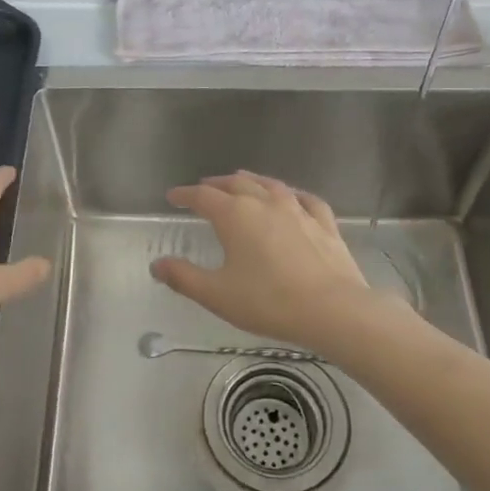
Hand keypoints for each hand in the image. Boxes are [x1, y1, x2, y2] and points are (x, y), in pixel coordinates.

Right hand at [151, 172, 385, 349]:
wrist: (332, 310)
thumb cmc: (268, 302)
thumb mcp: (217, 294)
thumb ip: (183, 277)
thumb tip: (157, 264)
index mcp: (235, 215)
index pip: (203, 196)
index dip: (185, 195)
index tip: (173, 197)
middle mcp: (265, 203)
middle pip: (237, 183)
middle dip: (217, 184)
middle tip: (205, 187)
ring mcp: (298, 210)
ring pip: (270, 185)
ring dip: (252, 181)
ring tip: (242, 180)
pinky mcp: (324, 223)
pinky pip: (305, 200)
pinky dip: (292, 194)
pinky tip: (293, 197)